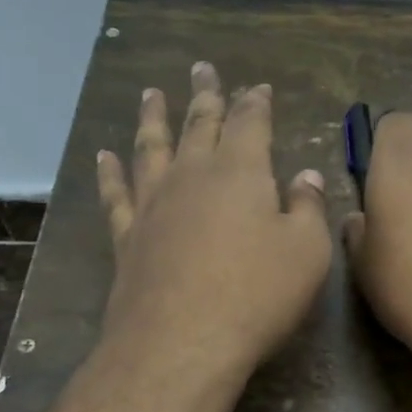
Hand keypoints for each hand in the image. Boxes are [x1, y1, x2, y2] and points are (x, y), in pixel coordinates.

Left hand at [96, 62, 331, 377]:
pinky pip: (116, 194)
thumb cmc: (257, 294)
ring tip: (151, 94)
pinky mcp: (127, 236)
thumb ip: (306, 208)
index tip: (258, 87)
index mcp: (241, 172)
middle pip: (199, 123)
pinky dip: (110, 172)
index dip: (255, 102)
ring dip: (153, 118)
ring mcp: (154, 203)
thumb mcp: (306, 251)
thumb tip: (305, 176)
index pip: (249, 122)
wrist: (181, 342)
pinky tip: (104, 156)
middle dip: (204, 95)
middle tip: (202, 69)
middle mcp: (193, 175)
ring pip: (152, 147)